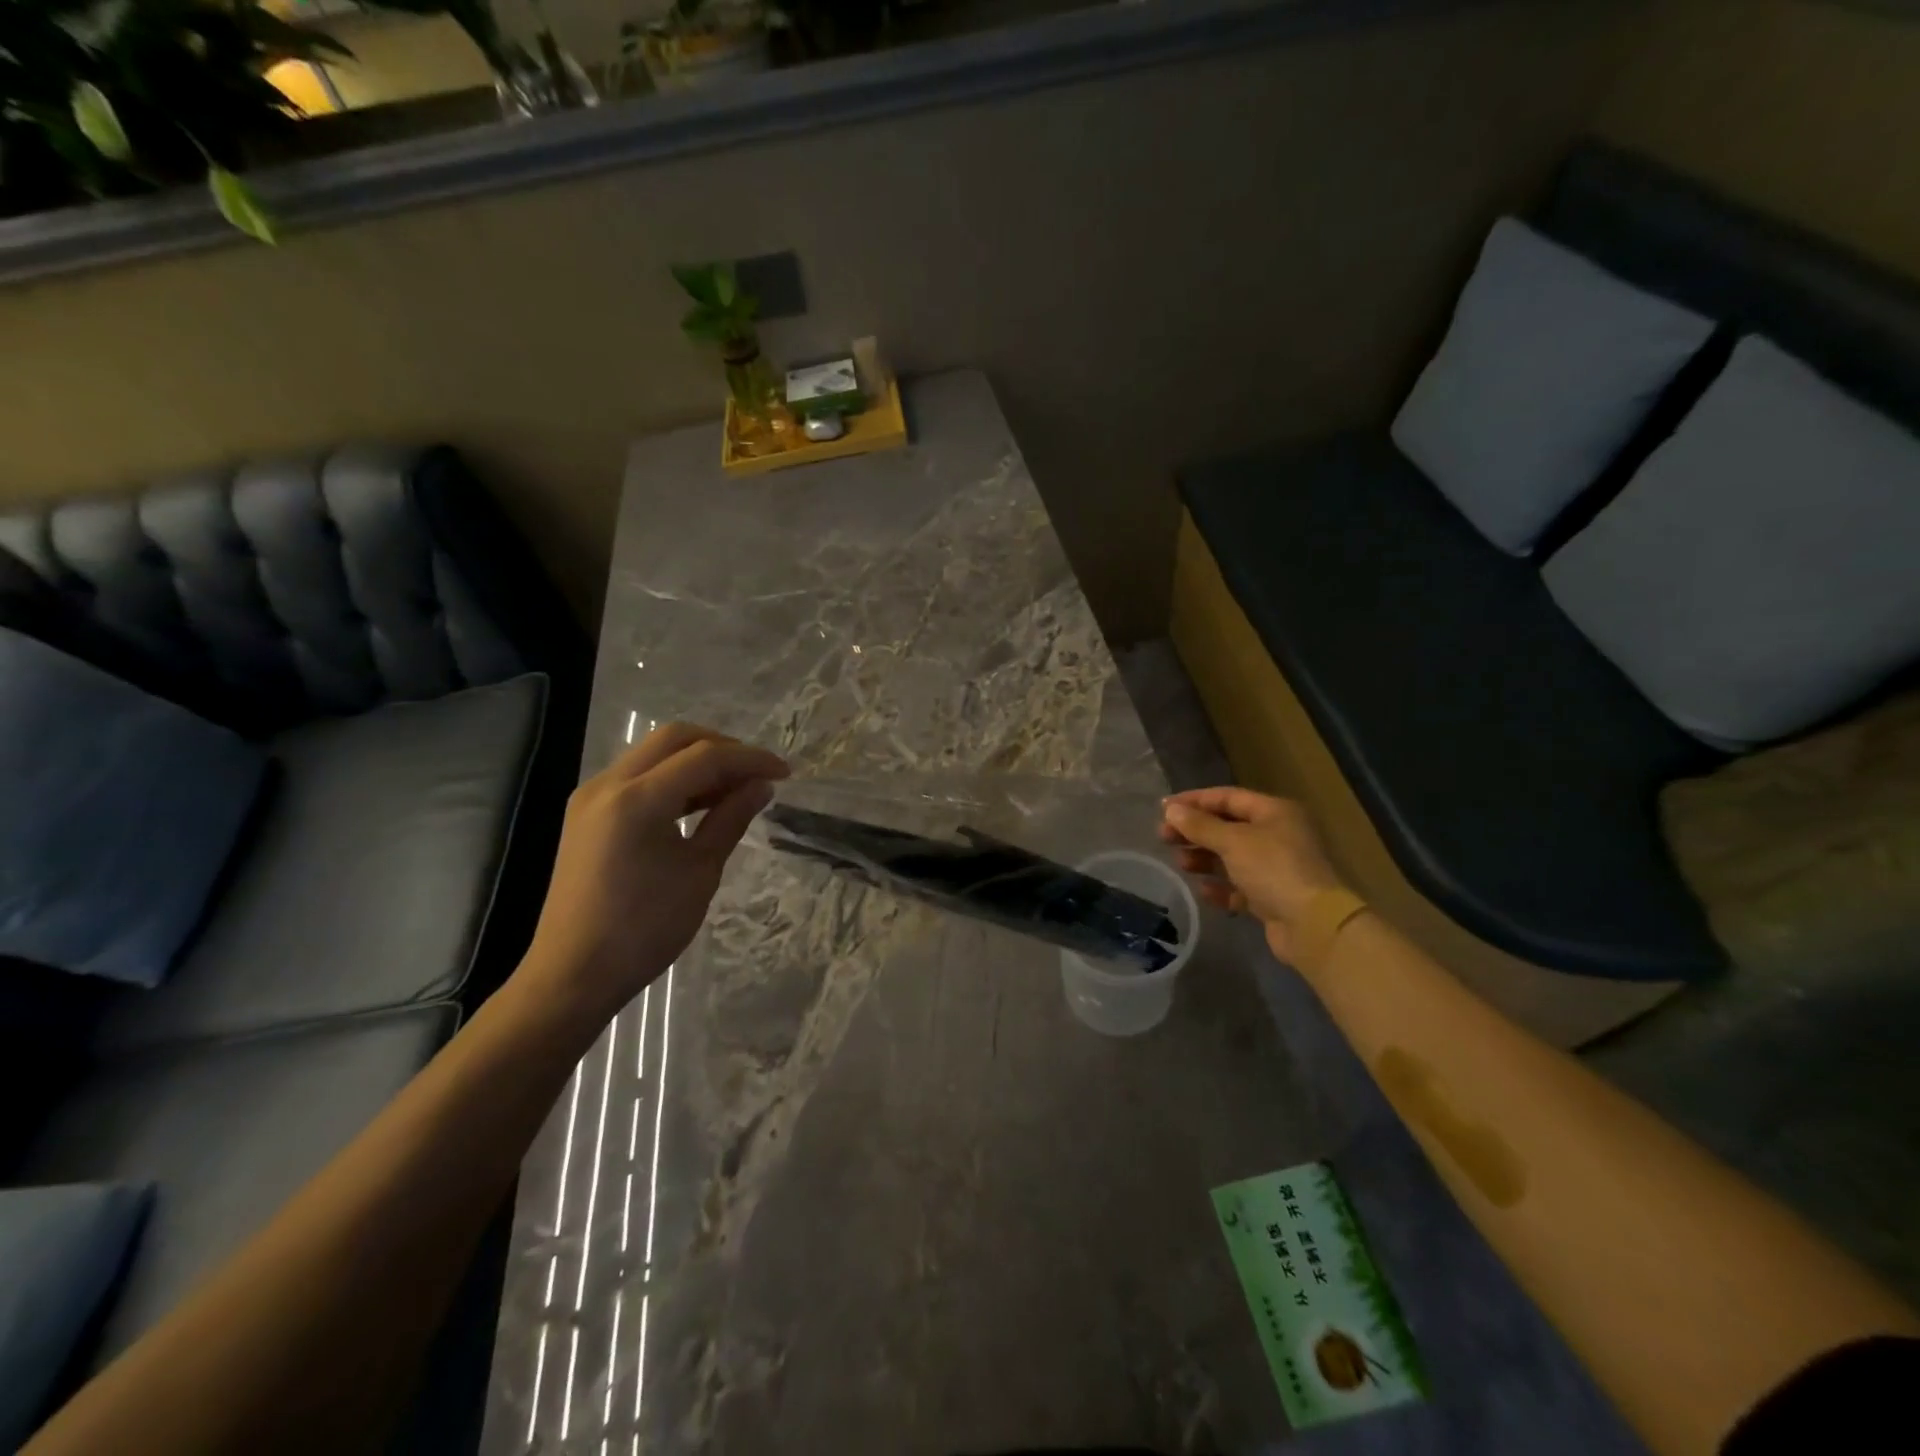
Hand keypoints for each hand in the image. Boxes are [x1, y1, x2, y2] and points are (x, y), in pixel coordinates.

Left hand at [517, 722, 788, 1027]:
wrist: (573, 975)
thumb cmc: (645, 929)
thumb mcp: (700, 872)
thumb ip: (731, 819)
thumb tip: (761, 786)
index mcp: (637, 799)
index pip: (705, 757)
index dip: (750, 759)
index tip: (784, 774)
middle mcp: (609, 784)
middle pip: (675, 738)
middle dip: (723, 748)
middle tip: (757, 774)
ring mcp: (592, 796)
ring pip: (653, 753)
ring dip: (697, 760)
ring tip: (735, 788)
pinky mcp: (587, 813)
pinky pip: (637, 776)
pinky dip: (673, 778)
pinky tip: (700, 802)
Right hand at [1158, 788, 1345, 961]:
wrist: (1312, 926)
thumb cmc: (1273, 870)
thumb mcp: (1233, 842)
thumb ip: (1200, 825)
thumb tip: (1171, 809)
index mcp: (1274, 812)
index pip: (1227, 797)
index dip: (1194, 800)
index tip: (1162, 808)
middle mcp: (1277, 835)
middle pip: (1226, 827)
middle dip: (1195, 831)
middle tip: (1163, 837)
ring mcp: (1275, 867)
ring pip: (1230, 857)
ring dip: (1203, 858)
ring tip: (1180, 864)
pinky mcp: (1271, 897)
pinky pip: (1238, 886)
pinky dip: (1220, 886)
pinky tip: (1203, 890)